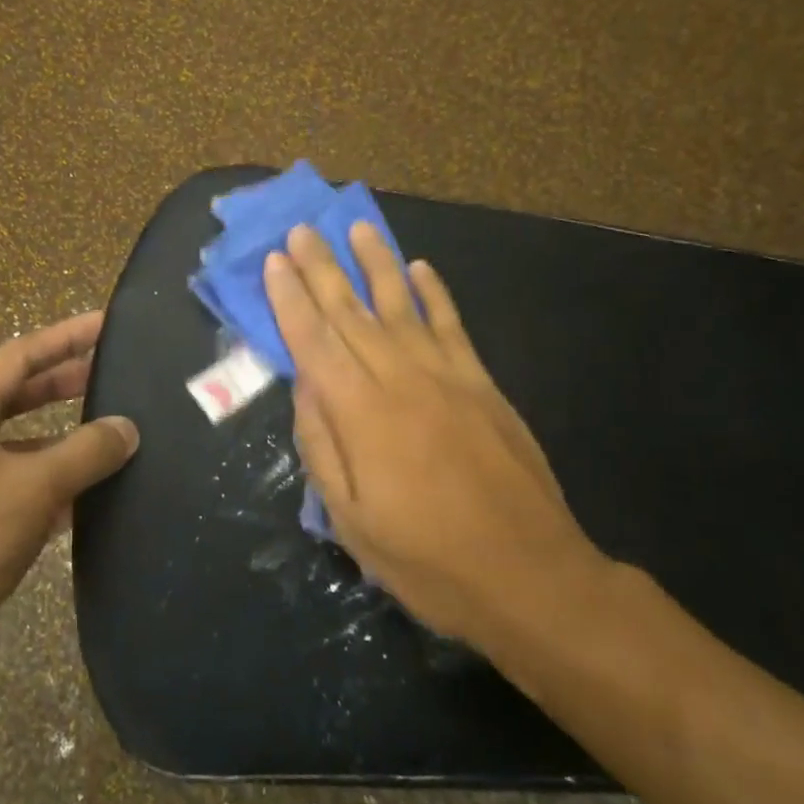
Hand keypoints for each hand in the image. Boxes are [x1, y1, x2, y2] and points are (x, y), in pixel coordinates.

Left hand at [0, 311, 137, 704]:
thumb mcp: (30, 486)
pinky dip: (51, 492)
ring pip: (19, 451)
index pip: (19, 355)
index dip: (65, 336)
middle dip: (66, 385)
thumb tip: (127, 428)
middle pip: (17, 398)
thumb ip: (84, 453)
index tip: (107, 324)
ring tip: (115, 438)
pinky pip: (15, 496)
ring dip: (63, 444)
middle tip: (118, 377)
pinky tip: (89, 503)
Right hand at [264, 224, 606, 649]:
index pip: (315, 341)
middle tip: (301, 229)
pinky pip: (452, 326)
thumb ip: (322, 446)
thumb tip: (305, 387)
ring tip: (356, 227)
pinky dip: (434, 294)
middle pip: (352, 312)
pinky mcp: (483, 384)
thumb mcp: (351, 520)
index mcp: (361, 414)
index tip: (274, 262)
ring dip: (376, 264)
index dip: (290, 299)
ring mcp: (447, 376)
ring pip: (402, 305)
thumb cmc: (427, 560)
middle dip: (322, 269)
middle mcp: (401, 379)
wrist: (529, 575)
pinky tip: (419, 269)